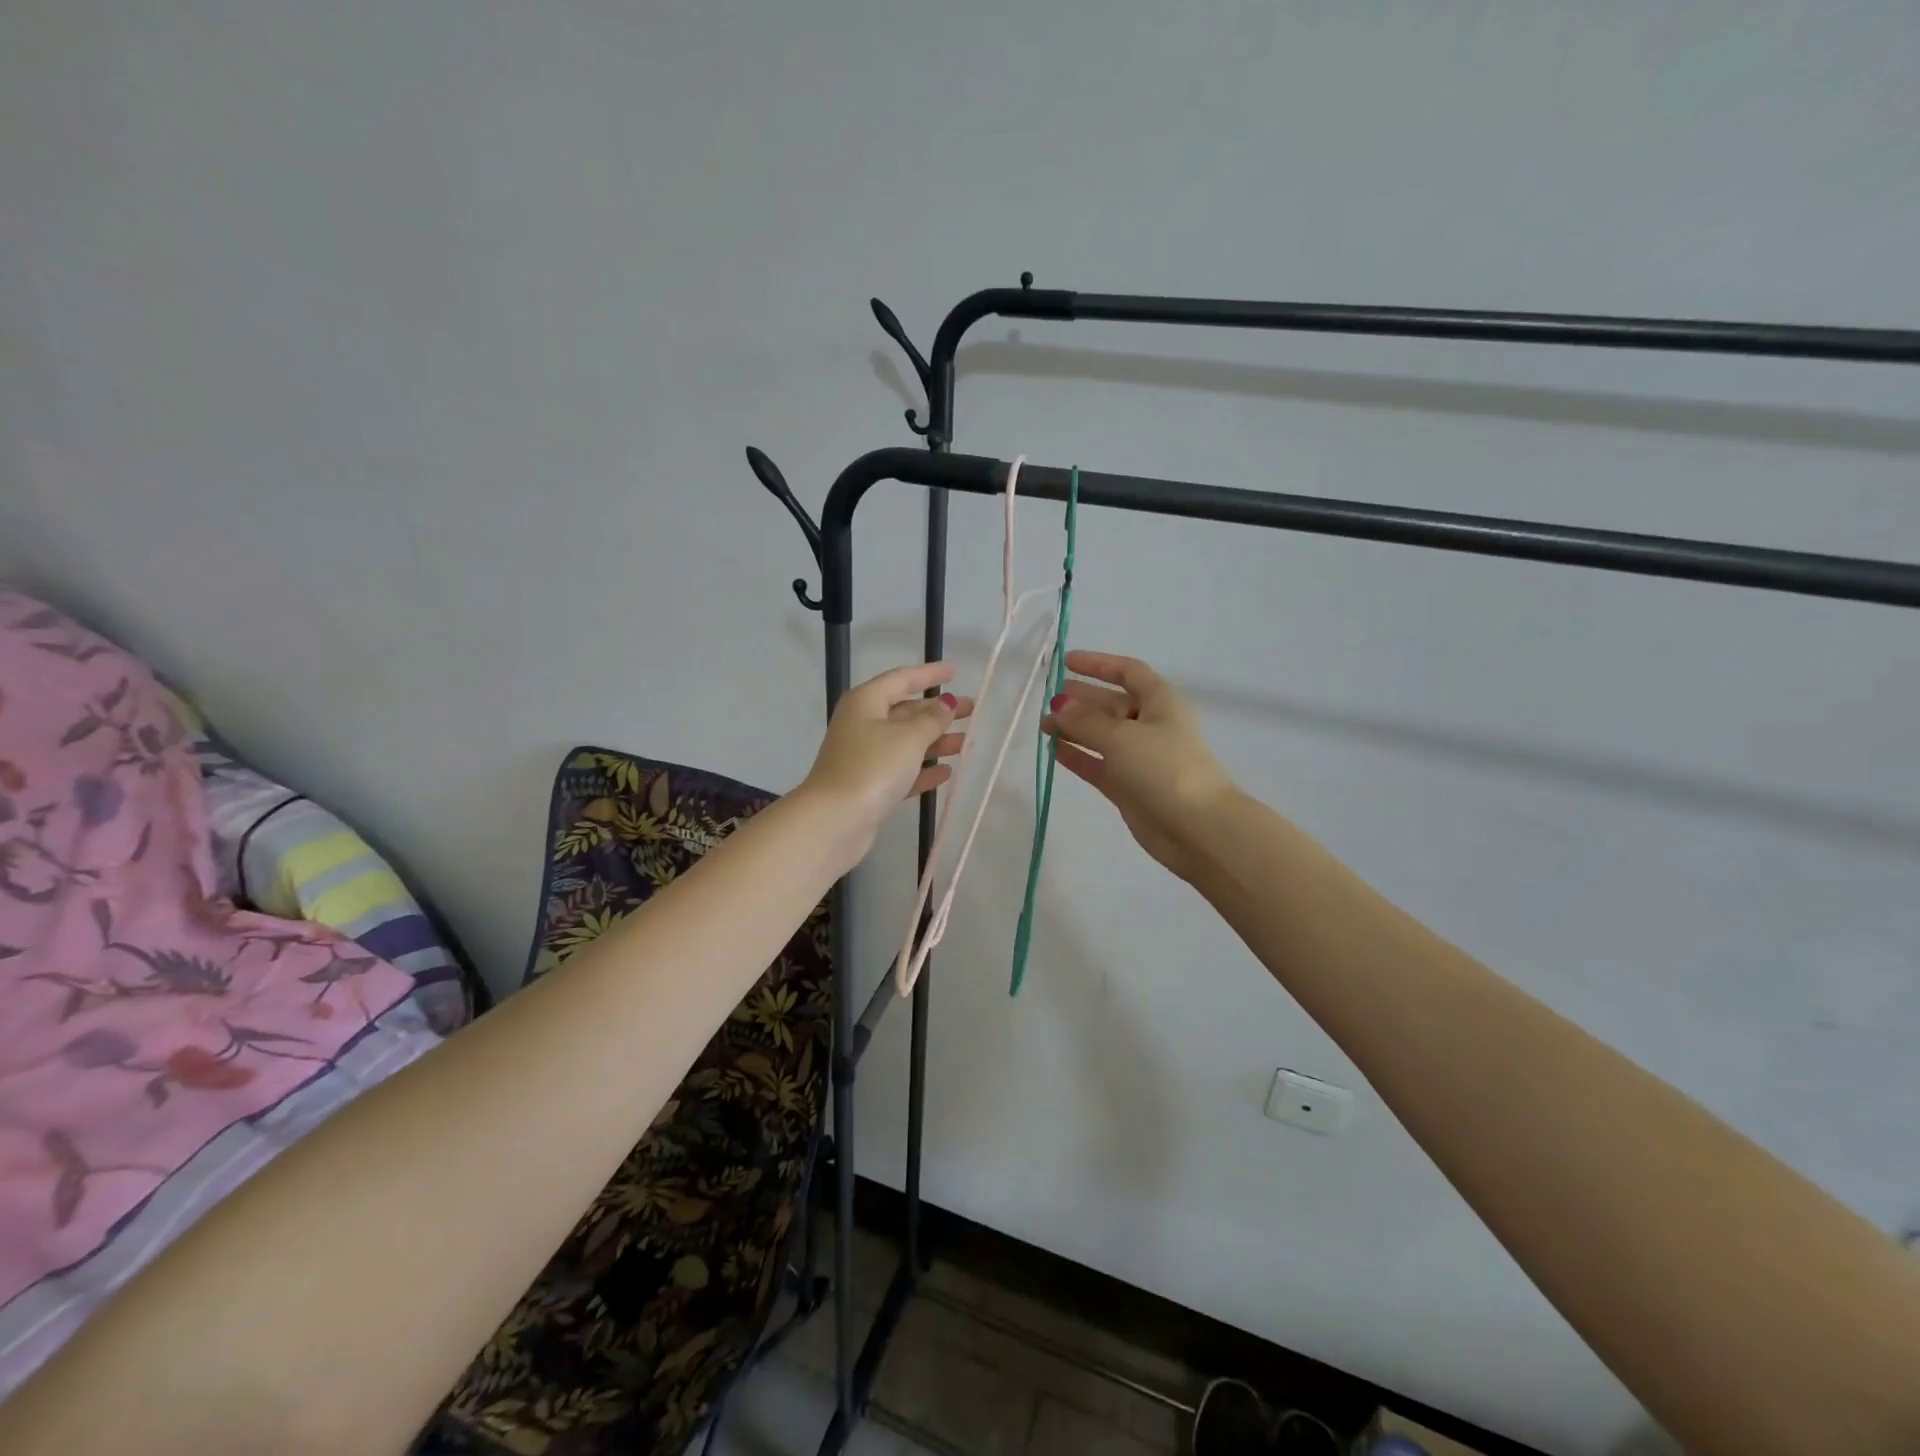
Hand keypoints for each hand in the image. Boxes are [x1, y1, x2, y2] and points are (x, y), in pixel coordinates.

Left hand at [800, 661, 972, 862]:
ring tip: (965, 744)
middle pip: (905, 711)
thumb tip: (945, 704)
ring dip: (935, 741)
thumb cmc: (872, 767)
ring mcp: (863, 756)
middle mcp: (862, 724)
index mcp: (866, 702)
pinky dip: (923, 770)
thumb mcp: (908, 737)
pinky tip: (946, 773)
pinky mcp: (868, 786)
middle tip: (971, 711)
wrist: (835, 820)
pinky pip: (901, 770)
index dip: (929, 674)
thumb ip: (932, 719)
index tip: (955, 672)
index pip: (902, 678)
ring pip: (905, 742)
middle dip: (938, 711)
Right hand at [1041, 651, 1236, 882]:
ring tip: (1043, 725)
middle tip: (1049, 698)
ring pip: (1102, 735)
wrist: (1196, 827)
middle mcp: (1151, 725)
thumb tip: (1058, 706)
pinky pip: (1098, 764)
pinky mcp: (1129, 786)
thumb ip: (1084, 720)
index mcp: (1160, 702)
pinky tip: (1054, 750)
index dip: (1099, 664)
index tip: (1067, 662)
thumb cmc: (1163, 768)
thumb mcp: (1121, 736)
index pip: (1128, 672)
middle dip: (1082, 699)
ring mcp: (1140, 758)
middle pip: (1112, 704)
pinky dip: (1078, 755)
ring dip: (1074, 728)